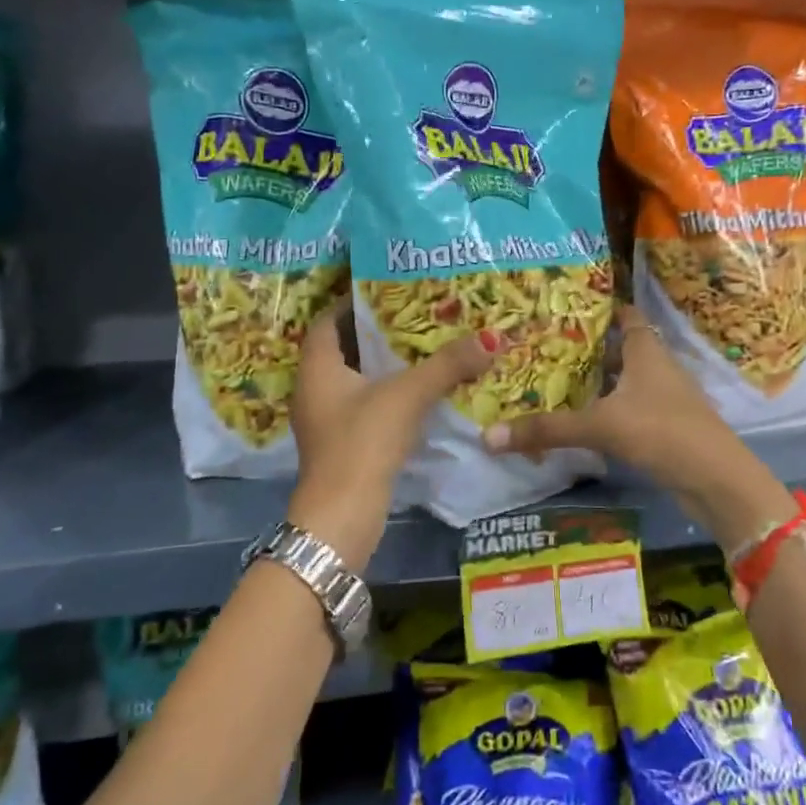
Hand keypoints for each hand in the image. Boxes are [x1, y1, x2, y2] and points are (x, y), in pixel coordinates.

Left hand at [289, 299, 496, 568]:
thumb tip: (491, 337)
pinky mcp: (342, 443)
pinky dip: (386, 391)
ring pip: (355, 378)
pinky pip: (363, 403)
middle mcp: (314, 388)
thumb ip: (447, 365)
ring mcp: (326, 419)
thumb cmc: (363, 443)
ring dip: (384, 363)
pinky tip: (417, 390)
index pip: (328, 320)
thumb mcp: (407, 396)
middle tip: (415, 313)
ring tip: (422, 345)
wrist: (342, 516)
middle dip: (377, 331)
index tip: (388, 288)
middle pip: (344, 347)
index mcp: (317, 367)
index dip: (354, 302)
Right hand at [480, 304, 796, 554]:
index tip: (562, 307)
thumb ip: (547, 429)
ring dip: (592, 383)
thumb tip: (488, 436)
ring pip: (620, 382)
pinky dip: (602, 411)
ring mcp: (661, 398)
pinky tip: (576, 421)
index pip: (624, 315)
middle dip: (583, 349)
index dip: (598, 308)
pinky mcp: (662, 427)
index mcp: (646, 350)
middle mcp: (655, 367)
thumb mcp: (601, 426)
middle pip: (617, 349)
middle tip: (539, 347)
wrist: (717, 482)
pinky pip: (625, 409)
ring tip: (548, 381)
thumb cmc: (663, 432)